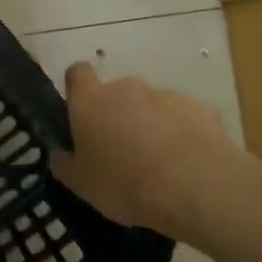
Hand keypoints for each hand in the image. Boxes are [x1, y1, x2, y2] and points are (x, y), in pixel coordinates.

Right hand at [49, 62, 256, 245]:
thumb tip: (60, 153)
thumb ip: (64, 163)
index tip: (80, 114)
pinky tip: (186, 164)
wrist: (196, 188)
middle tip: (120, 150)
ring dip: (150, 124)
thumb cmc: (124, 183)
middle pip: (116, 92)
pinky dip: (181, 133)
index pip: (77, 73)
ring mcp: (166, 95)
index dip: (77, 89)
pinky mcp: (202, 109)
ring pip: (151, 105)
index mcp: (90, 100)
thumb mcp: (80, 184)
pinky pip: (183, 117)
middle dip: (117, 114)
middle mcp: (126, 88)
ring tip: (158, 162)